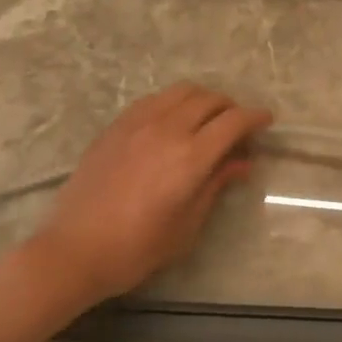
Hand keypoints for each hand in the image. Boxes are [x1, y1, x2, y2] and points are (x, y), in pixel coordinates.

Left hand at [25, 84, 272, 306]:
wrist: (75, 250)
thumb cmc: (137, 248)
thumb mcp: (187, 224)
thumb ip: (216, 185)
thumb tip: (241, 162)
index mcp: (189, 157)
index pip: (233, 122)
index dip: (255, 118)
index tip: (266, 122)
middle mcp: (166, 129)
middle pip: (209, 99)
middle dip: (231, 108)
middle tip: (237, 128)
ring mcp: (136, 124)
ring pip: (180, 92)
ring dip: (202, 100)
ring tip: (207, 121)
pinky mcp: (115, 127)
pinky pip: (153, 100)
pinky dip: (173, 103)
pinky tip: (172, 124)